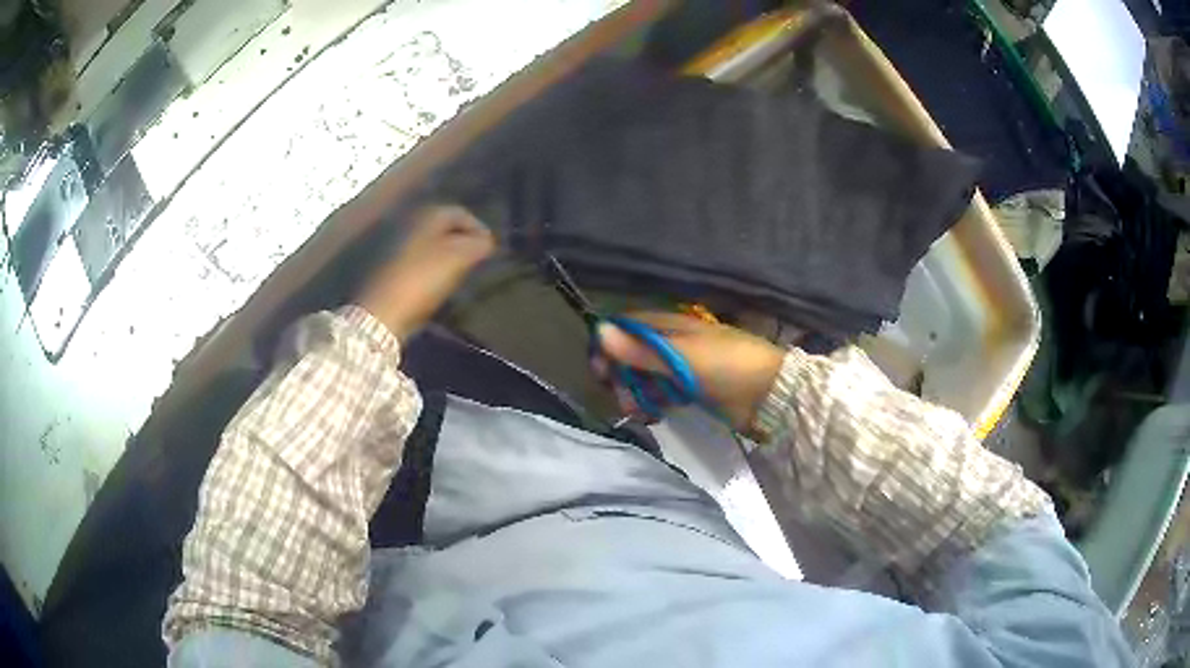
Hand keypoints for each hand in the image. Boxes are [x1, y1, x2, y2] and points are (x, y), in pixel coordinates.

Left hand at [356, 205, 494, 340]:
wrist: (383, 311)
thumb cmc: (423, 278)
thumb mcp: (459, 257)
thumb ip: (479, 244)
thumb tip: (488, 241)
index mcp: (428, 214)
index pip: (461, 213)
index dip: (480, 229)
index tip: (492, 250)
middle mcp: (412, 224)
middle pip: (446, 228)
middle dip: (464, 242)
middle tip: (479, 261)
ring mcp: (399, 247)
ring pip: (433, 245)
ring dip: (450, 257)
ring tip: (464, 275)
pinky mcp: (393, 269)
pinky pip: (421, 262)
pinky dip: (435, 269)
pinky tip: (441, 285)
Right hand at [595, 312, 785, 431]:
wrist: (769, 394)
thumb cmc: (726, 366)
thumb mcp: (680, 357)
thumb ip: (639, 350)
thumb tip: (598, 329)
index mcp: (671, 326)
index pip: (629, 327)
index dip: (610, 345)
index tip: (599, 369)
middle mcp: (673, 343)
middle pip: (633, 355)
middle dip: (622, 376)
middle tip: (622, 398)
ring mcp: (683, 368)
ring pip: (646, 377)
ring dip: (635, 393)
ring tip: (637, 411)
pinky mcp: (692, 391)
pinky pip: (662, 394)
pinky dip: (653, 404)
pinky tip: (652, 416)